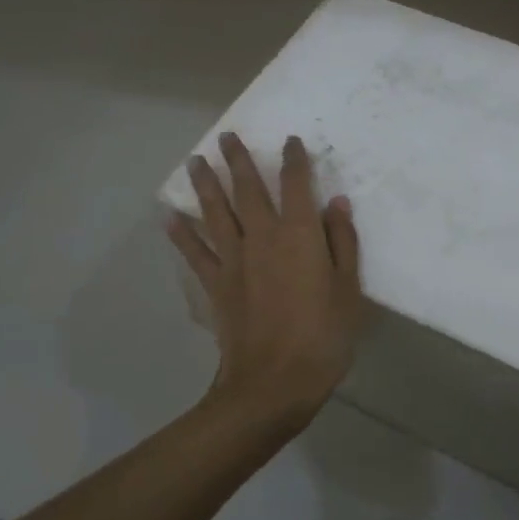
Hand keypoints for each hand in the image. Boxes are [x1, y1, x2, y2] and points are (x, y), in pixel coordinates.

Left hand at [167, 132, 363, 429]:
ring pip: (216, 213)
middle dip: (237, 160)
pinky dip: (182, 235)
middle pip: (247, 189)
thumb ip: (342, 242)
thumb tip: (336, 202)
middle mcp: (262, 237)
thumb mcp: (348, 289)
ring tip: (195, 161)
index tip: (289, 141)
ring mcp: (234, 260)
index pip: (296, 184)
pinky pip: (195, 253)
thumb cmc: (322, 337)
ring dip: (205, 185)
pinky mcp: (215, 285)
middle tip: (226, 136)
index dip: (294, 160)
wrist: (273, 384)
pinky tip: (170, 218)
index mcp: (299, 234)